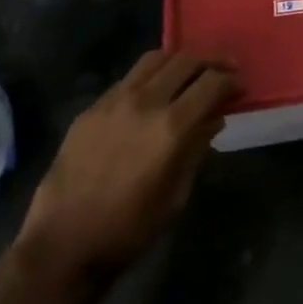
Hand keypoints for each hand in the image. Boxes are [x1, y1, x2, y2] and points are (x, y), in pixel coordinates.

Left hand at [12, 50, 238, 281]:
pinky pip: (129, 77)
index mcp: (171, 127)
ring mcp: (115, 99)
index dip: (230, 80)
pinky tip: (153, 94)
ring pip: (155, 59)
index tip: (240, 85)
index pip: (211, 83)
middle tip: (223, 71)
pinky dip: (150, 76)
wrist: (63, 245)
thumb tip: (213, 120)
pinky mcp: (93, 106)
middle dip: (210, 62)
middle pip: (185, 61)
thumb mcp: (175, 197)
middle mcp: (146, 101)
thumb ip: (196, 150)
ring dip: (179, 61)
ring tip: (189, 73)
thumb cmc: (128, 231)